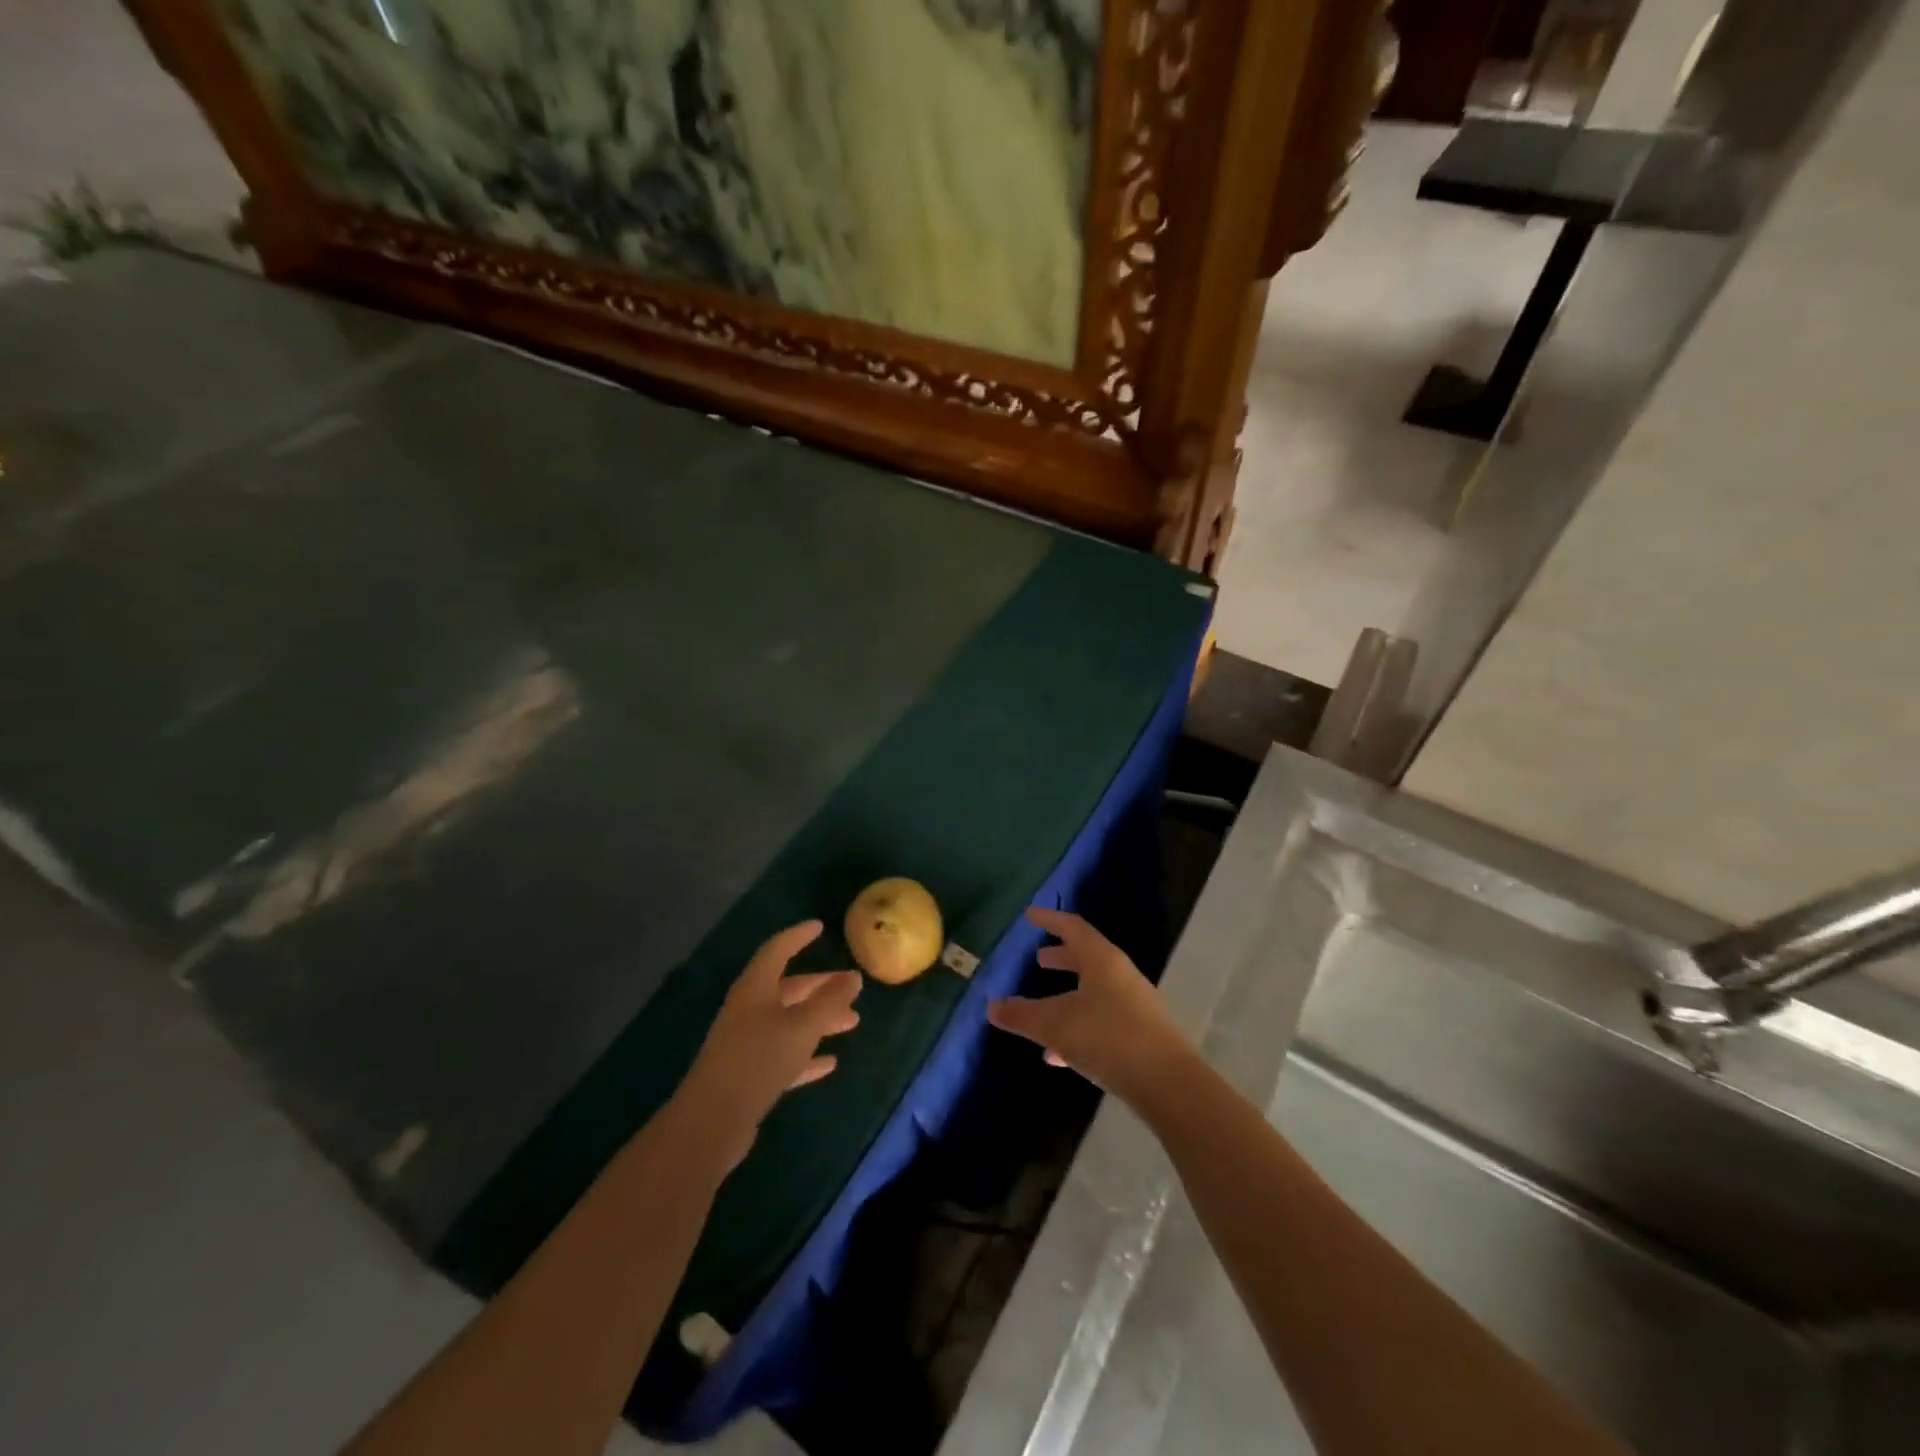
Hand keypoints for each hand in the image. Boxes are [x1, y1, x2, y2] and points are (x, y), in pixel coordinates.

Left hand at [677, 921, 861, 1164]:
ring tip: (852, 1022)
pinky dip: (807, 1055)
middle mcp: (748, 1010)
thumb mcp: (802, 1026)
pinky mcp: (749, 1076)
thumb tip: (853, 977)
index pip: (777, 950)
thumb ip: (830, 1000)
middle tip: (851, 985)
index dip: (798, 936)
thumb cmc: (759, 1059)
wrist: (712, 1121)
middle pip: (788, 989)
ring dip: (819, 1020)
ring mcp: (746, 1044)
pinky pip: (784, 1055)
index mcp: (754, 988)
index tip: (819, 927)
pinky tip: (830, 1063)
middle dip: (820, 986)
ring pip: (789, 1022)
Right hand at [987, 909, 1190, 1102]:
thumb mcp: (1055, 1025)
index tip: (1030, 915)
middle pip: (1086, 958)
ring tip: (1040, 1011)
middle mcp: (1120, 975)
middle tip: (1039, 960)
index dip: (1050, 919)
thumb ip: (1022, 1015)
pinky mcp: (1139, 1035)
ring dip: (1067, 996)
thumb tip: (991, 1007)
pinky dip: (1077, 1027)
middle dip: (1061, 958)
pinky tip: (1057, 1056)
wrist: (1167, 1083)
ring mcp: (1133, 1005)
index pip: (1073, 927)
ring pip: (1093, 991)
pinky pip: (1101, 1021)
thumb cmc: (1107, 1038)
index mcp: (1102, 960)